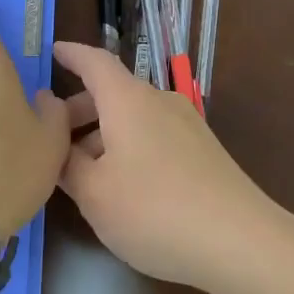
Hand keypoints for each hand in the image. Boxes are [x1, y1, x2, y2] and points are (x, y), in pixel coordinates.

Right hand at [53, 41, 284, 290]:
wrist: (240, 242)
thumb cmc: (154, 210)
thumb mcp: (94, 194)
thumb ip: (67, 166)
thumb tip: (56, 147)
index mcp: (129, 101)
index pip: (95, 63)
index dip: (72, 55)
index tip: (54, 50)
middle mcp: (160, 103)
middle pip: (113, 94)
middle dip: (80, 111)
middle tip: (53, 138)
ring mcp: (187, 127)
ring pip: (134, 119)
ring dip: (103, 136)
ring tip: (82, 172)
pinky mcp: (204, 153)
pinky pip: (154, 137)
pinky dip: (129, 148)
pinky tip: (121, 185)